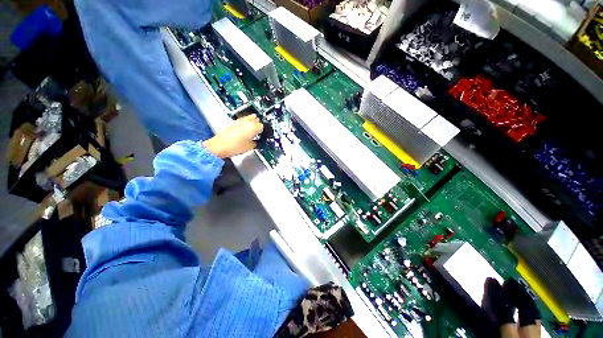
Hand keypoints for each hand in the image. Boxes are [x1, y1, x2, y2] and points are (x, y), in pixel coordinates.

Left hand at [203, 114, 263, 157]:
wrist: (219, 146)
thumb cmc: (235, 147)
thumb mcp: (250, 147)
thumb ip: (256, 142)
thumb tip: (256, 141)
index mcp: (254, 127)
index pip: (262, 126)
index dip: (263, 131)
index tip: (263, 135)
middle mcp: (247, 121)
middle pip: (256, 119)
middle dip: (258, 124)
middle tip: (259, 131)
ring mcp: (239, 121)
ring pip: (249, 118)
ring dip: (252, 122)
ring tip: (253, 129)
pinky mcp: (233, 122)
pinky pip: (243, 120)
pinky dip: (245, 123)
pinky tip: (245, 129)